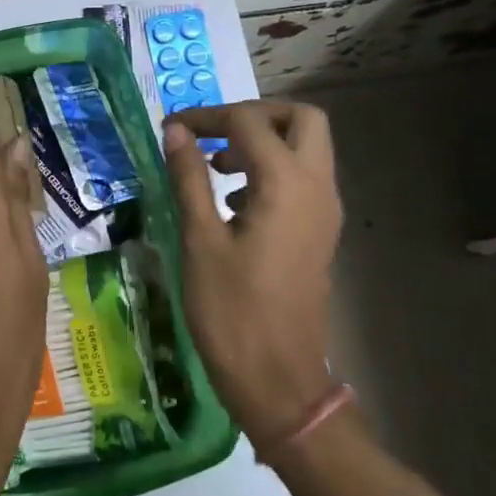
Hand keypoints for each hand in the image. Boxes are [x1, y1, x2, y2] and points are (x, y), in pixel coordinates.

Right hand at [163, 101, 343, 451]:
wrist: (278, 380)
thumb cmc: (232, 311)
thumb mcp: (200, 240)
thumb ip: (190, 178)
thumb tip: (176, 131)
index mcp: (286, 185)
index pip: (249, 122)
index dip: (207, 117)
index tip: (172, 128)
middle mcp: (316, 188)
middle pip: (301, 120)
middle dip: (255, 115)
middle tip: (213, 135)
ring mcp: (324, 211)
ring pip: (307, 147)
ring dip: (264, 141)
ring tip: (215, 166)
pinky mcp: (319, 232)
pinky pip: (303, 177)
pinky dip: (272, 168)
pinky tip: (232, 200)